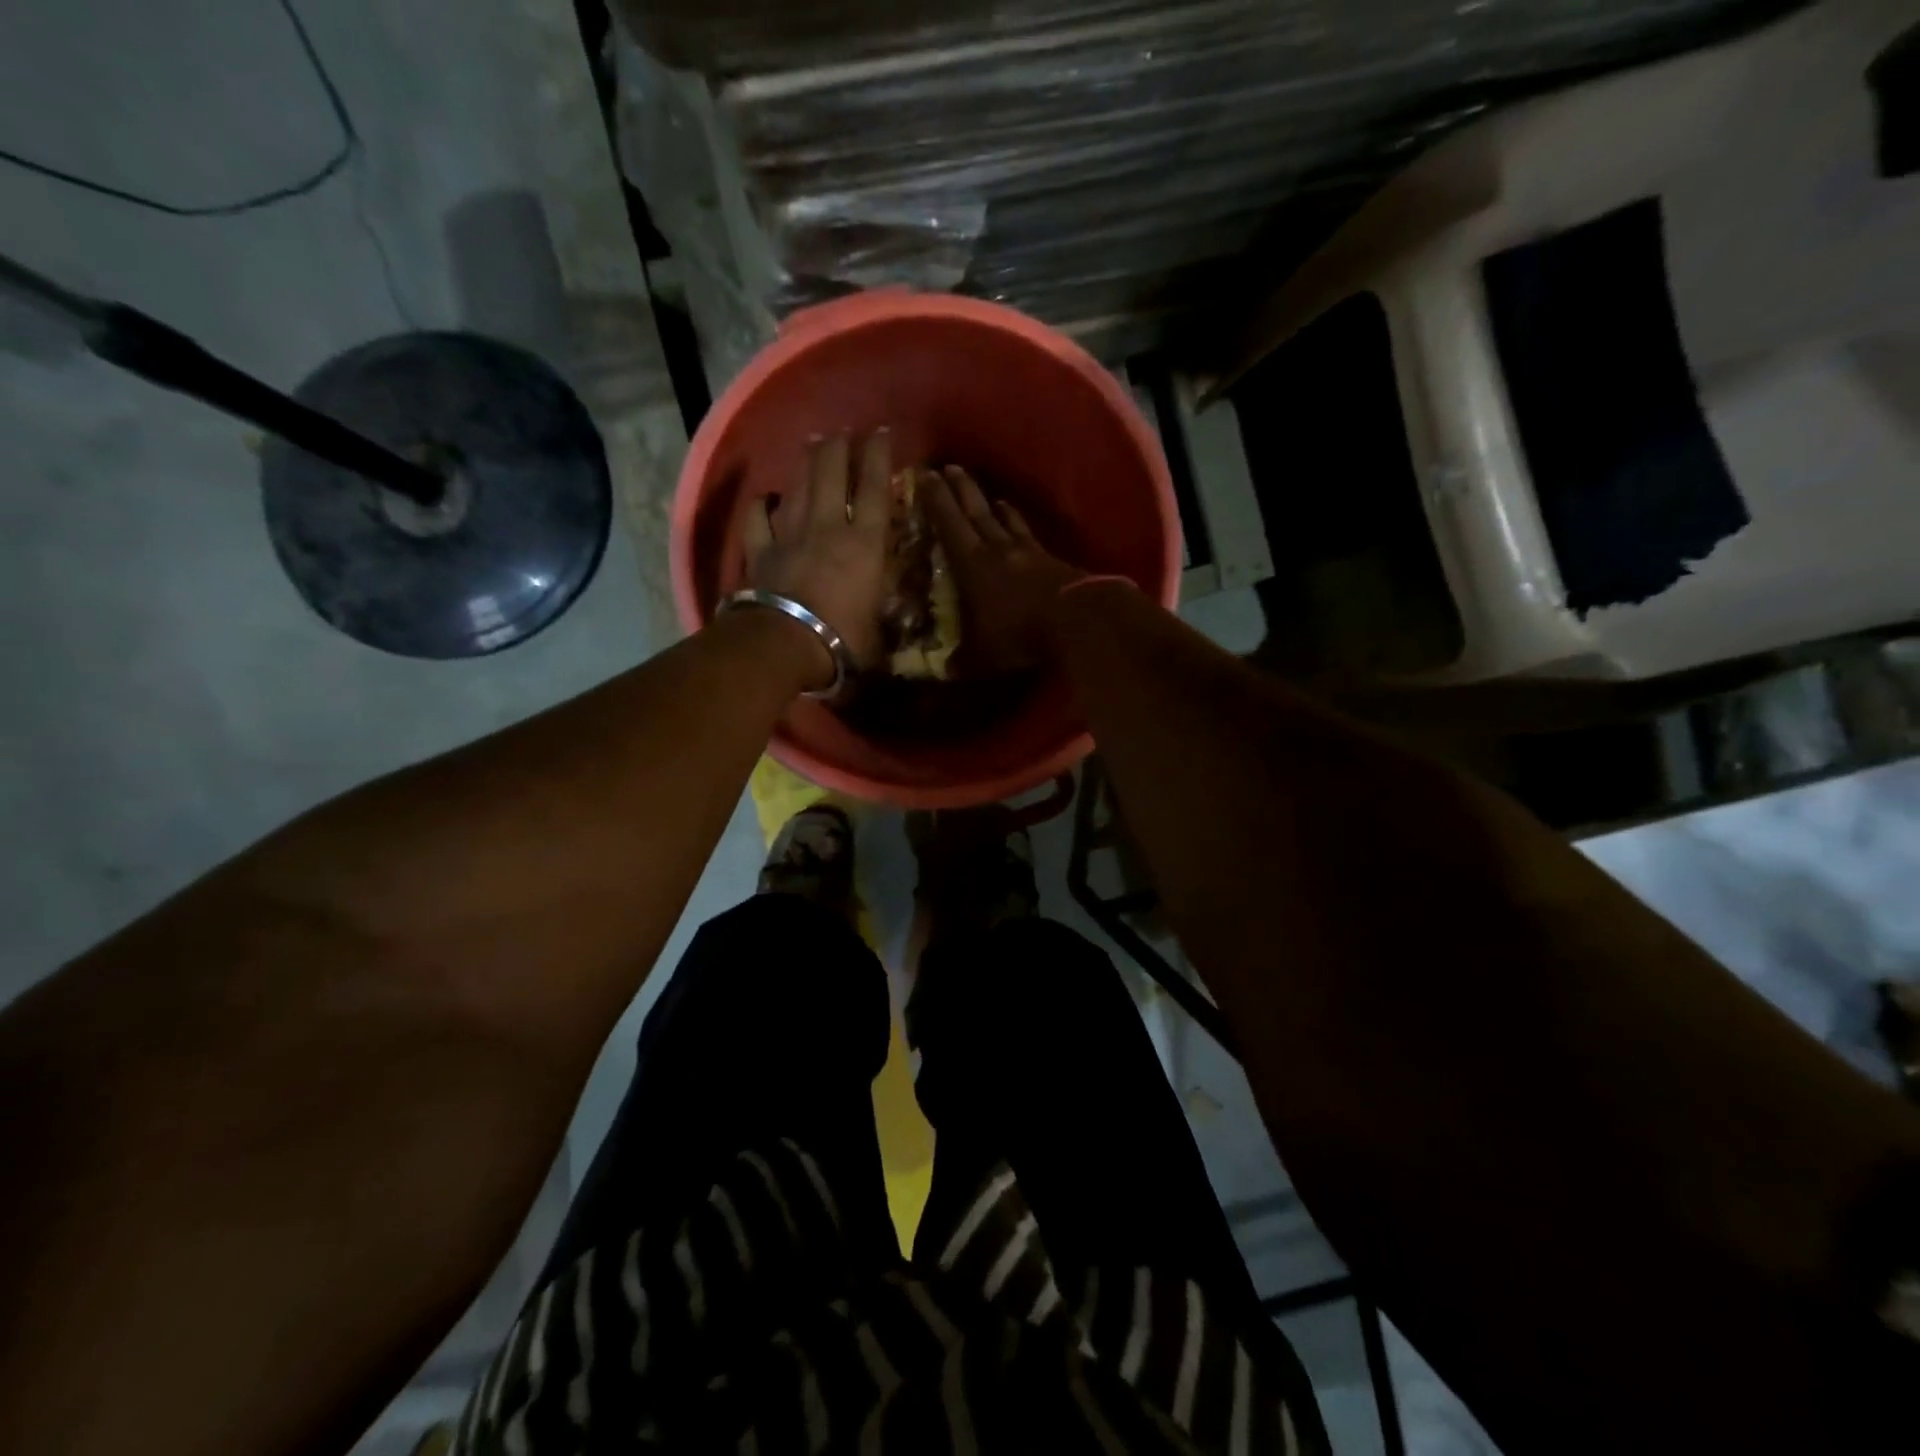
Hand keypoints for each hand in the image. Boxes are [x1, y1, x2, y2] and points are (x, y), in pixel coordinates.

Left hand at [744, 432, 891, 673]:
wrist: (785, 644)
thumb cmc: (843, 640)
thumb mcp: (880, 625)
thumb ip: (884, 603)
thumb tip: (891, 601)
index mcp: (864, 544)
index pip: (875, 489)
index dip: (878, 456)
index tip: (881, 432)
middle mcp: (828, 527)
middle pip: (832, 473)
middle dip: (839, 447)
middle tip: (844, 433)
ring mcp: (790, 534)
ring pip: (798, 485)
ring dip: (807, 462)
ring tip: (813, 443)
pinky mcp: (759, 549)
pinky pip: (758, 516)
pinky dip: (763, 503)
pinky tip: (766, 497)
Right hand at [924, 467, 1088, 672]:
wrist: (1077, 622)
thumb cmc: (1020, 634)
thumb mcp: (981, 655)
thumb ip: (960, 660)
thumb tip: (942, 671)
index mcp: (972, 565)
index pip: (949, 525)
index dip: (936, 501)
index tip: (926, 475)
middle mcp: (998, 550)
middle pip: (977, 512)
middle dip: (961, 490)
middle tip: (951, 468)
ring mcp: (1029, 553)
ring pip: (1007, 521)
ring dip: (994, 505)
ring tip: (989, 494)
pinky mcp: (1053, 562)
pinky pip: (1030, 536)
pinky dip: (1020, 526)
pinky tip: (1021, 528)